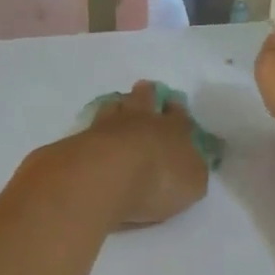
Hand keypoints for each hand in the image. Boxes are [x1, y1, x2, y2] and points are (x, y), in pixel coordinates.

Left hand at [80, 82, 209, 227]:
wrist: (106, 176)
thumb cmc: (159, 180)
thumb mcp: (192, 184)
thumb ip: (193, 171)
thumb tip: (192, 163)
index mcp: (174, 129)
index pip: (179, 114)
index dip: (177, 110)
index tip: (174, 105)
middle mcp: (142, 120)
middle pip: (144, 98)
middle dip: (147, 94)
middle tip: (145, 90)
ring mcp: (108, 126)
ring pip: (115, 106)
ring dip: (119, 106)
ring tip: (118, 107)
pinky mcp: (81, 139)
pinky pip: (92, 128)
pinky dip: (96, 130)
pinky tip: (95, 135)